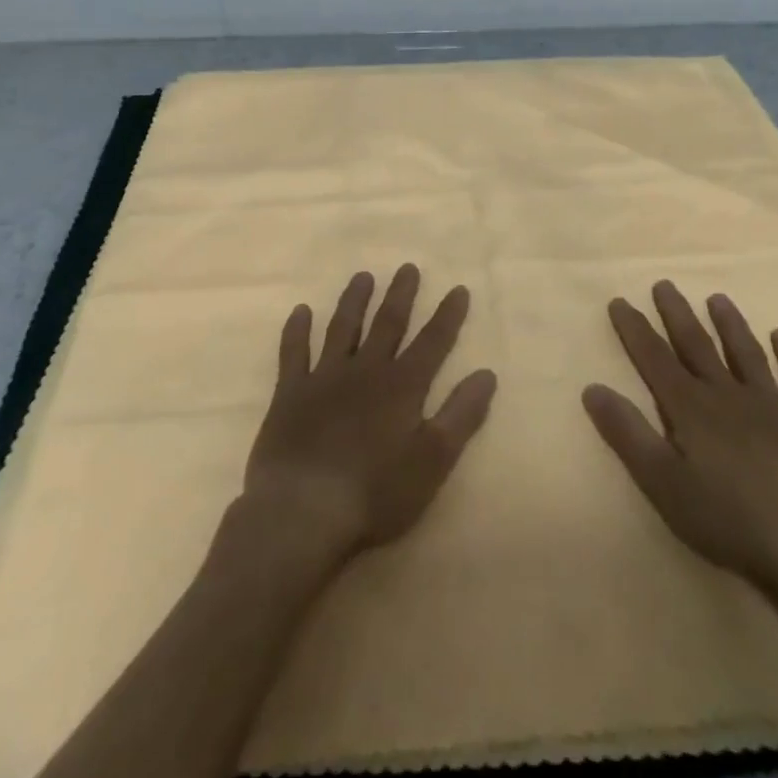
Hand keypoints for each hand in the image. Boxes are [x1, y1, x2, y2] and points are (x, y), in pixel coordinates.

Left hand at [242, 265, 497, 566]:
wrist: (303, 510)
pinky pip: (293, 352)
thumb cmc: (375, 493)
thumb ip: (461, 415)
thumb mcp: (432, 460)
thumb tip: (487, 374)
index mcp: (402, 387)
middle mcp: (365, 370)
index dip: (447, 315)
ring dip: (354, 301)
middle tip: (407, 267)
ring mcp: (324, 378)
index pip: (432, 342)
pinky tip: (300, 312)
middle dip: (401, 295)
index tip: (458, 288)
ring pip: (342, 328)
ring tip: (363, 277)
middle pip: (387, 324)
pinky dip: (297, 331)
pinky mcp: (290, 393)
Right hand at [582, 281, 777, 623]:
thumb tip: (592, 388)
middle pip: (697, 346)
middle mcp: (728, 394)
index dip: (635, 330)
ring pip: (746, 353)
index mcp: (691, 408)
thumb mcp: (663, 483)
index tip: (620, 301)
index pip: (654, 359)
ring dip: (730, 324)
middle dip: (677, 315)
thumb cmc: (730, 520)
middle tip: (664, 284)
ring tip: (717, 298)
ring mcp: (773, 405)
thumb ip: (627, 434)